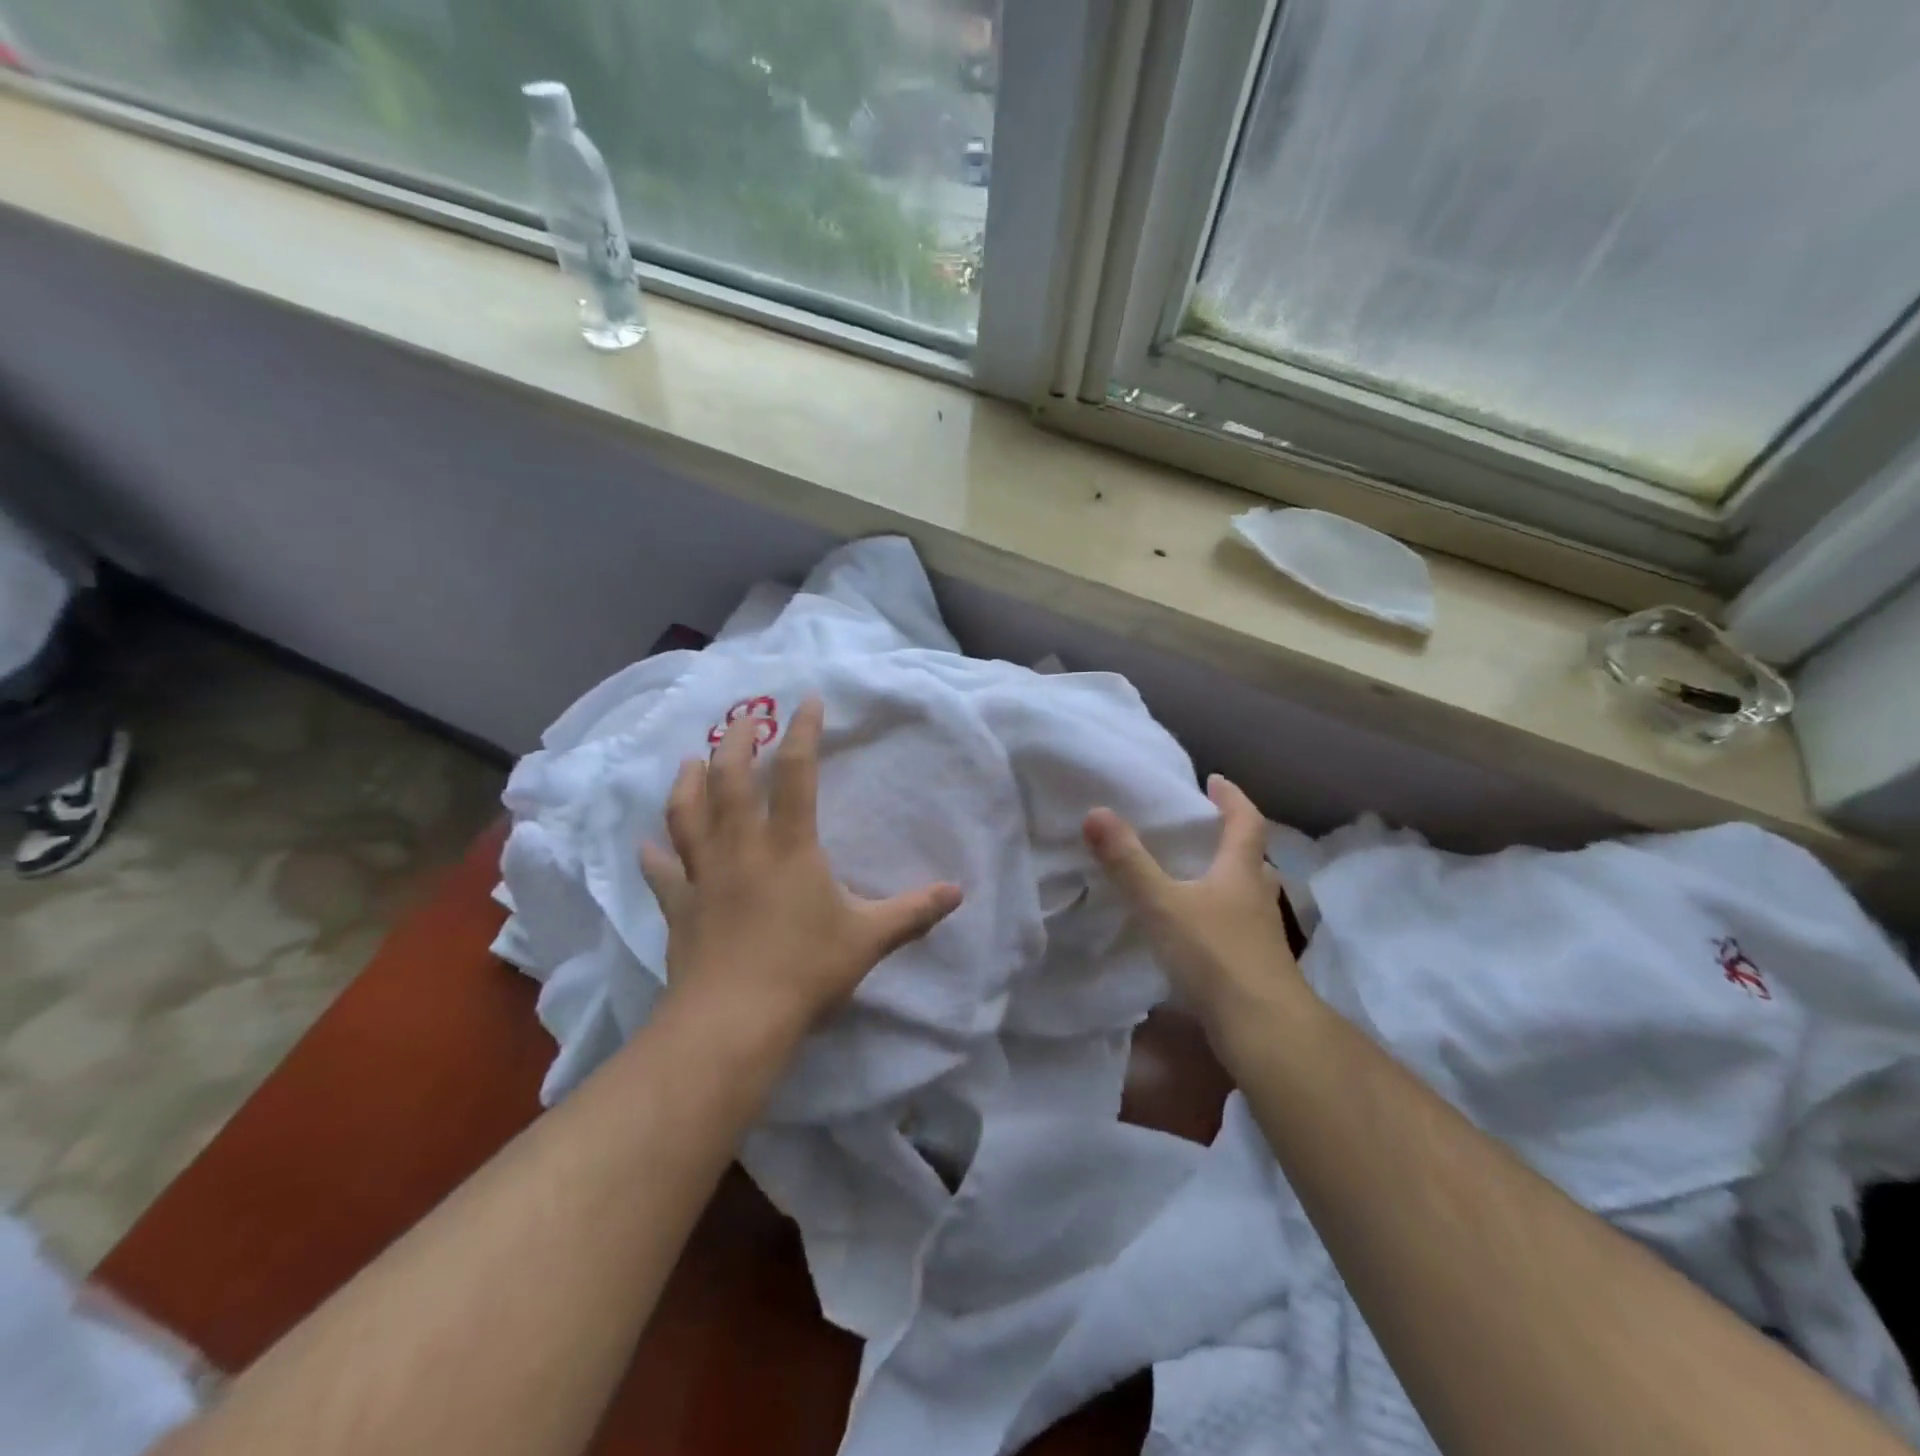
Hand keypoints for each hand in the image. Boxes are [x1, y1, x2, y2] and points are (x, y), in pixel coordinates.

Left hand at [641, 697, 962, 1045]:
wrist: (733, 1022)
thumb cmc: (806, 971)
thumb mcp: (869, 939)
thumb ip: (913, 912)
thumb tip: (958, 892)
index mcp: (790, 846)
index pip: (795, 773)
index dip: (802, 732)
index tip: (806, 701)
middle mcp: (742, 848)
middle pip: (729, 780)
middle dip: (735, 743)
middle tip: (741, 719)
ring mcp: (704, 876)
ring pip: (687, 815)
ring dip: (687, 783)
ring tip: (689, 761)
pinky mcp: (680, 907)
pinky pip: (663, 873)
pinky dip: (654, 856)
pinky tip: (645, 845)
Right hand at [1083, 775, 1303, 1035]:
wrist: (1264, 1029)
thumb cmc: (1216, 955)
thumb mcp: (1162, 904)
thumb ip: (1128, 862)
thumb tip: (1096, 812)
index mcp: (1241, 872)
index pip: (1246, 822)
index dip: (1232, 798)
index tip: (1214, 780)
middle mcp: (1256, 896)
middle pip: (1251, 857)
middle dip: (1229, 838)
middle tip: (1200, 829)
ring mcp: (1259, 934)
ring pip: (1246, 893)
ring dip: (1226, 878)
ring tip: (1193, 875)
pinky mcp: (1253, 964)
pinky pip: (1236, 925)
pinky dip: (1218, 915)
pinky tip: (1194, 928)